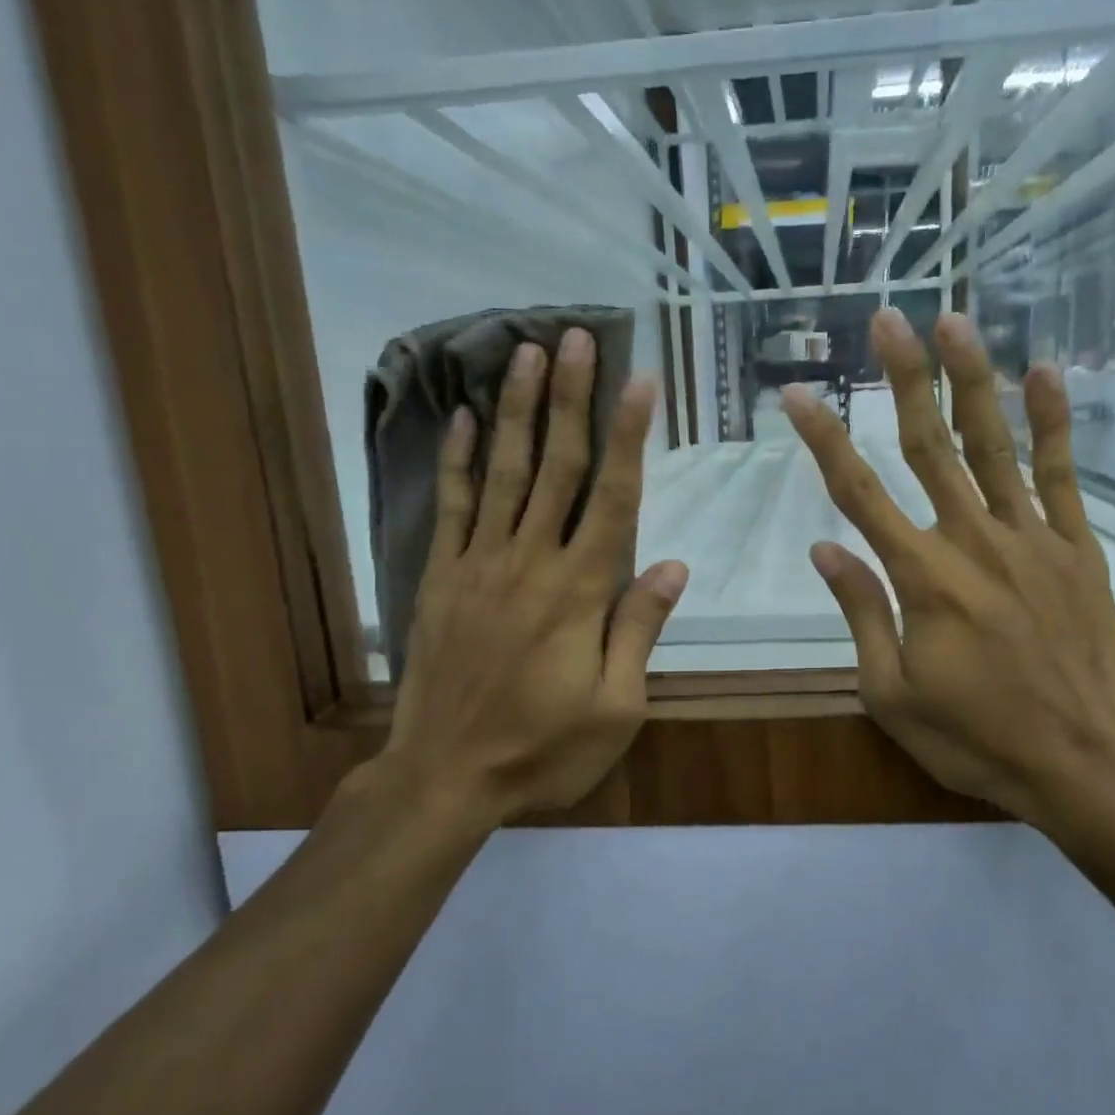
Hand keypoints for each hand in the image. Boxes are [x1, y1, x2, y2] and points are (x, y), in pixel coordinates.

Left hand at [361, 329, 687, 831]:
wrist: (446, 776)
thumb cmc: (543, 747)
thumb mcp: (616, 707)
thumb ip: (640, 630)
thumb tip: (672, 565)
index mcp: (580, 591)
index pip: (613, 497)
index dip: (629, 436)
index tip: (640, 380)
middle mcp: (530, 561)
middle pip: (556, 466)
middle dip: (570, 398)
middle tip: (575, 338)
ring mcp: (479, 564)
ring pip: (502, 472)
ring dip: (516, 410)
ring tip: (524, 354)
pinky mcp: (441, 577)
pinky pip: (451, 507)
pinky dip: (456, 460)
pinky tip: (460, 420)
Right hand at [784, 309, 1114, 839]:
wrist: (1083, 762)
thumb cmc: (976, 737)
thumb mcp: (892, 693)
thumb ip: (861, 612)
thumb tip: (824, 549)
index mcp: (922, 578)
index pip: (858, 493)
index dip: (823, 439)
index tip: (796, 395)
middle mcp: (972, 541)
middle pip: (929, 446)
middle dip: (904, 379)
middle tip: (886, 321)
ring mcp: (1031, 539)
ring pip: (993, 445)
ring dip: (971, 380)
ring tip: (953, 322)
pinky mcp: (1076, 548)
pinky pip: (1060, 475)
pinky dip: (1052, 422)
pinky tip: (1043, 372)